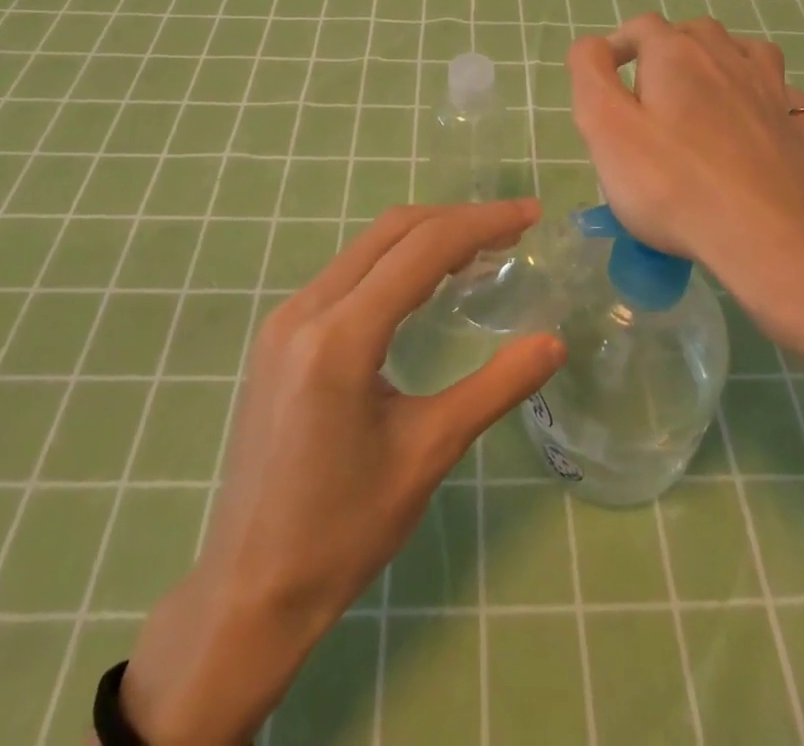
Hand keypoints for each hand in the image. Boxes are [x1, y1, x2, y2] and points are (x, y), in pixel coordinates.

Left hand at [117, 200, 564, 744]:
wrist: (249, 589)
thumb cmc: (343, 530)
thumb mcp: (428, 453)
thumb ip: (495, 388)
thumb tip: (554, 343)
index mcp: (340, 337)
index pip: (422, 249)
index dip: (481, 223)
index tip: (529, 214)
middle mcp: (305, 310)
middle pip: (392, 232)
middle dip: (456, 219)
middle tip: (512, 228)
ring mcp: (285, 318)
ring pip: (366, 247)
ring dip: (425, 237)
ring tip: (480, 248)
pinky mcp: (279, 334)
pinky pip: (346, 273)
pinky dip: (394, 262)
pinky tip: (425, 281)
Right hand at [567, 13, 803, 350]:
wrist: (766, 237)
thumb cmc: (671, 182)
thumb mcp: (605, 126)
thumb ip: (589, 73)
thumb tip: (592, 46)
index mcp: (676, 54)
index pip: (641, 27)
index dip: (616, 45)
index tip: (602, 80)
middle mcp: (726, 58)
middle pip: (693, 32)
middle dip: (665, 50)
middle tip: (644, 93)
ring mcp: (769, 92)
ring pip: (744, 51)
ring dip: (718, 59)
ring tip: (700, 91)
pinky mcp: (794, 129)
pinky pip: (784, 95)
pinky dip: (765, 95)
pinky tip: (755, 117)